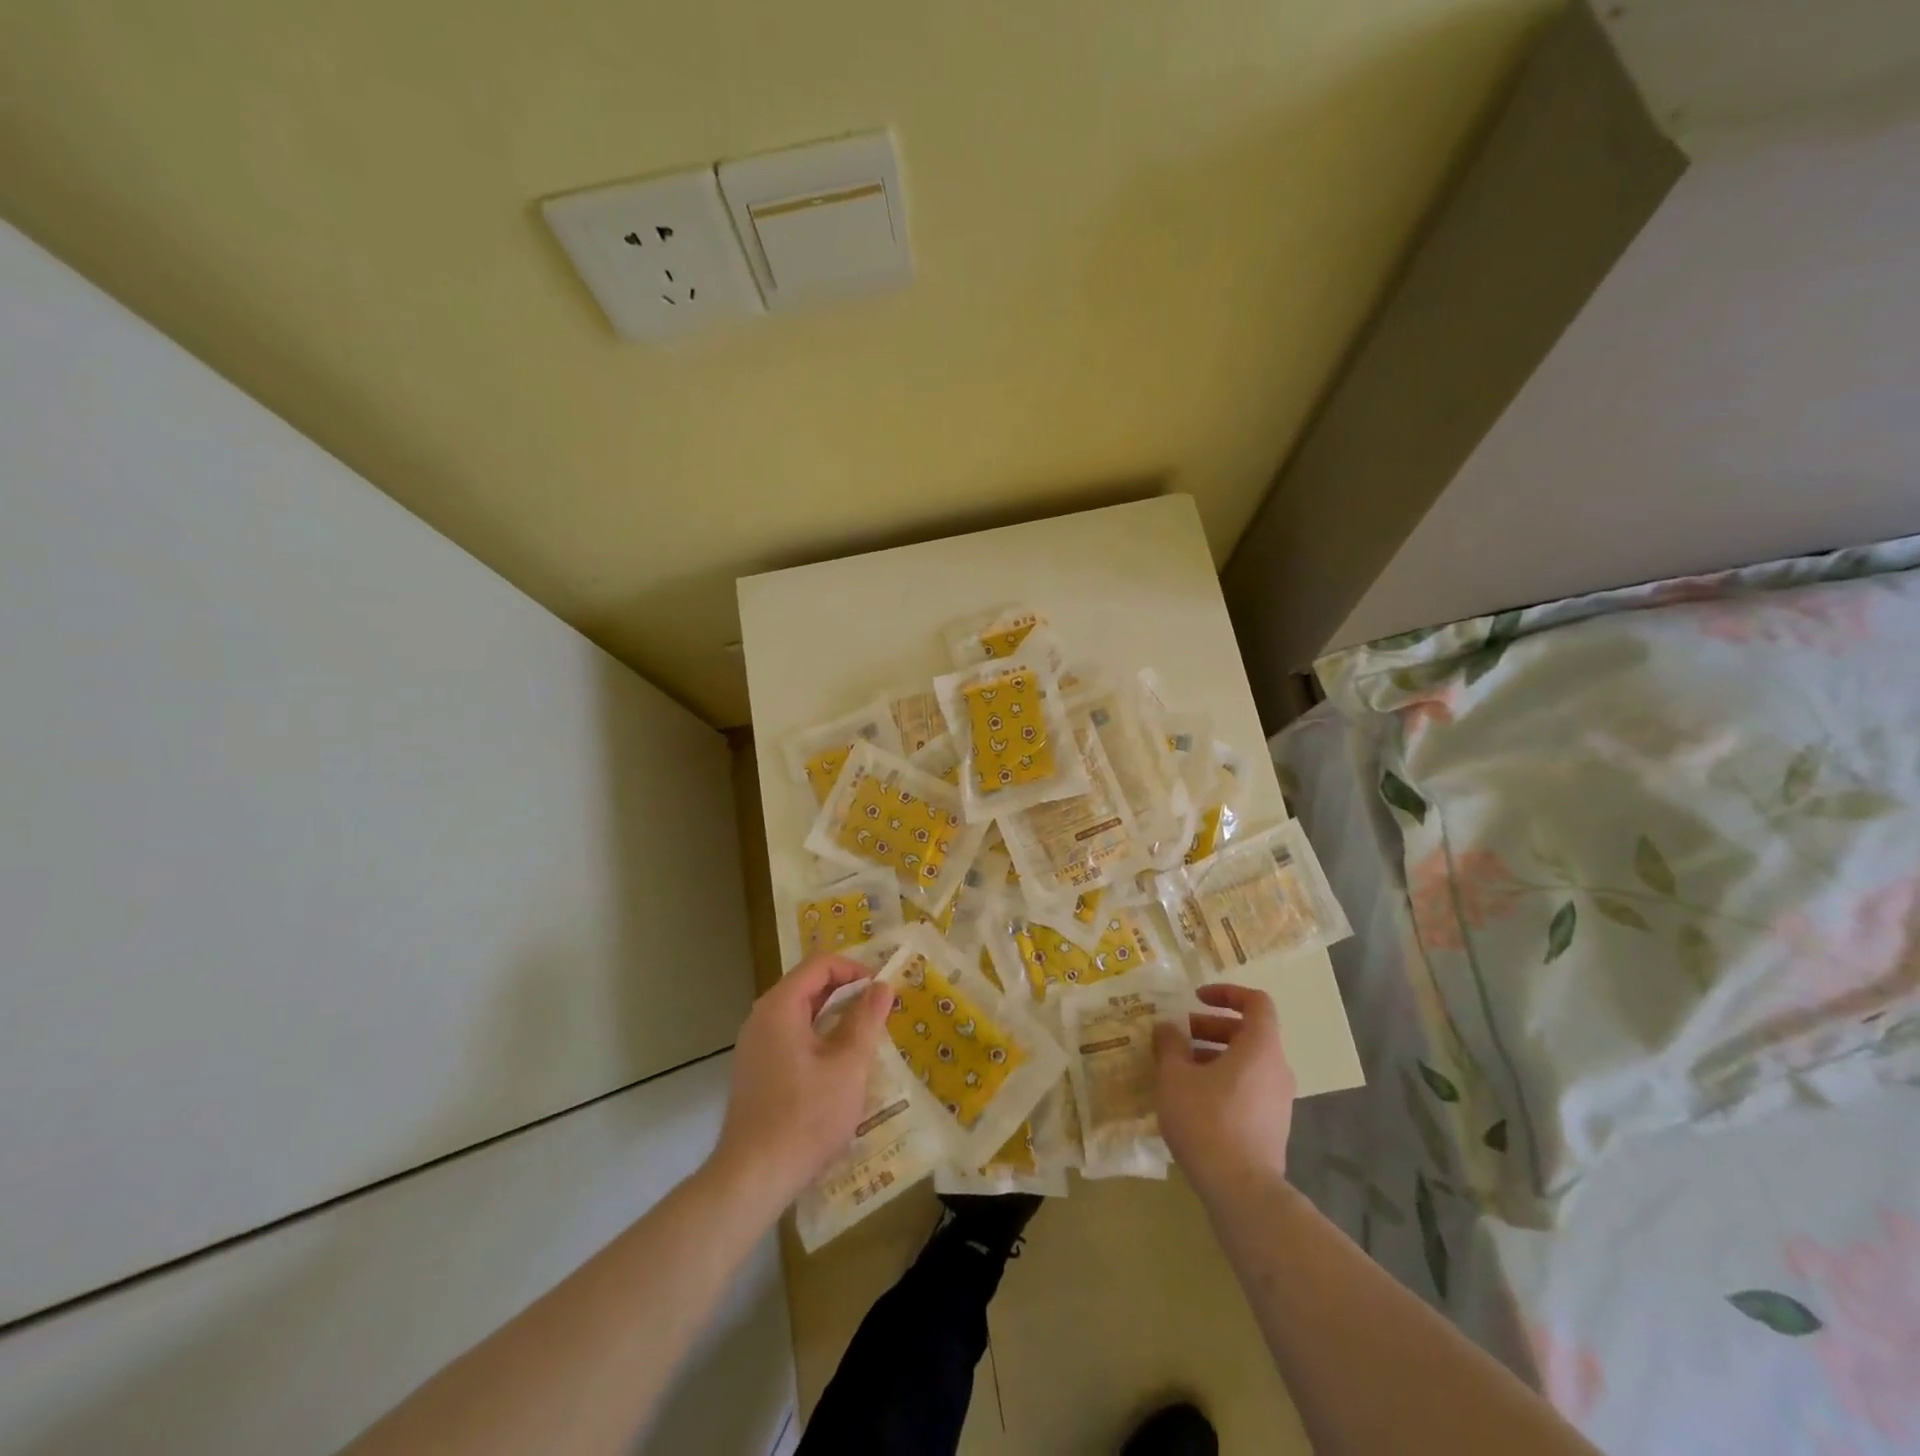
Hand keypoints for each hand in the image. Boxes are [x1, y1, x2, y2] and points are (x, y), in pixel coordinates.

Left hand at [711, 954, 892, 1214]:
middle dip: (847, 991)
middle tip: (880, 1011)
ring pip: (800, 1013)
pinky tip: (839, 1065)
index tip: (883, 989)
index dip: (855, 969)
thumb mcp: (848, 1066)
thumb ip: (866, 1020)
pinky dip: (818, 1037)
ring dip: (835, 1016)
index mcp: (780, 1006)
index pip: (820, 964)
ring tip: (866, 1036)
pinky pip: (791, 1036)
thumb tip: (881, 986)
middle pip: (808, 985)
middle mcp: (761, 1017)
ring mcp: (754, 1045)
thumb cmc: (805, 1117)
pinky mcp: (755, 1070)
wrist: (752, 1178)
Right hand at [1153, 982, 1296, 1202]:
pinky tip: (1192, 1100)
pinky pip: (1248, 1088)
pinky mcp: (1272, 1127)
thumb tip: (1167, 1028)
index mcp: (1260, 1047)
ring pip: (1247, 1062)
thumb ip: (1170, 1044)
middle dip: (1211, 1027)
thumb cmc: (1207, 1120)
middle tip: (1178, 1036)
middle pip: (1248, 1033)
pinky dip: (1223, 1081)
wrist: (1242, 1191)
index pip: (1256, 1002)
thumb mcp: (1175, 1076)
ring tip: (1178, 1069)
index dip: (1227, 993)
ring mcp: (1279, 1100)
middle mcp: (1277, 1068)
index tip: (1196, 998)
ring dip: (1213, 1055)